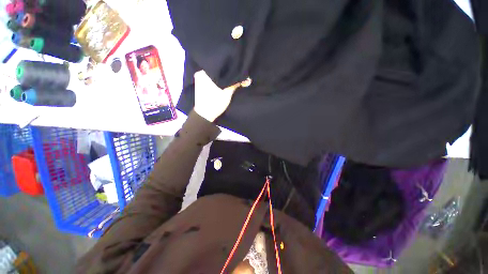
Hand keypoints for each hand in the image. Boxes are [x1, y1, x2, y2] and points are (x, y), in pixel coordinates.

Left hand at [193, 70, 238, 121]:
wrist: (205, 115)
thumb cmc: (215, 103)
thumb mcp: (227, 93)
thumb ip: (236, 84)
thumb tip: (247, 78)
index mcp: (204, 72)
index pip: (220, 65)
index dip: (229, 67)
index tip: (237, 68)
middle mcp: (201, 73)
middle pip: (217, 70)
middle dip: (227, 73)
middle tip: (236, 73)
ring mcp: (200, 80)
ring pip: (215, 75)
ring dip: (223, 77)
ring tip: (232, 76)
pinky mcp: (201, 86)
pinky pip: (212, 80)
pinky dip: (218, 81)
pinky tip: (224, 82)